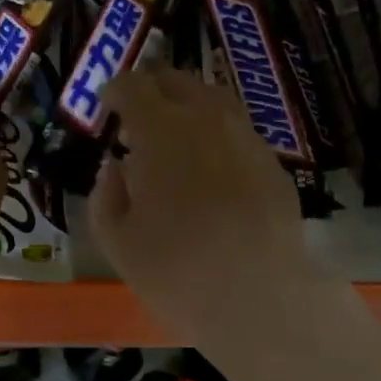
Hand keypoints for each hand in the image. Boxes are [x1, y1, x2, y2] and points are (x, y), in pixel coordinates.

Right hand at [91, 68, 318, 334]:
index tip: (108, 104)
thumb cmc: (177, 271)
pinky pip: (239, 131)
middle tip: (138, 112)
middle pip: (177, 80)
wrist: (261, 300)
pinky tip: (212, 167)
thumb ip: (106, 195)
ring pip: (214, 99)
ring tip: (176, 133)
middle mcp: (207, 120)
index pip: (134, 86)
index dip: (116, 89)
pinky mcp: (273, 163)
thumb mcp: (118, 242)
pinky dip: (217, 134)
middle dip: (153, 88)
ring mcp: (246, 138)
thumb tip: (114, 168)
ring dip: (188, 104)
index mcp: (161, 130)